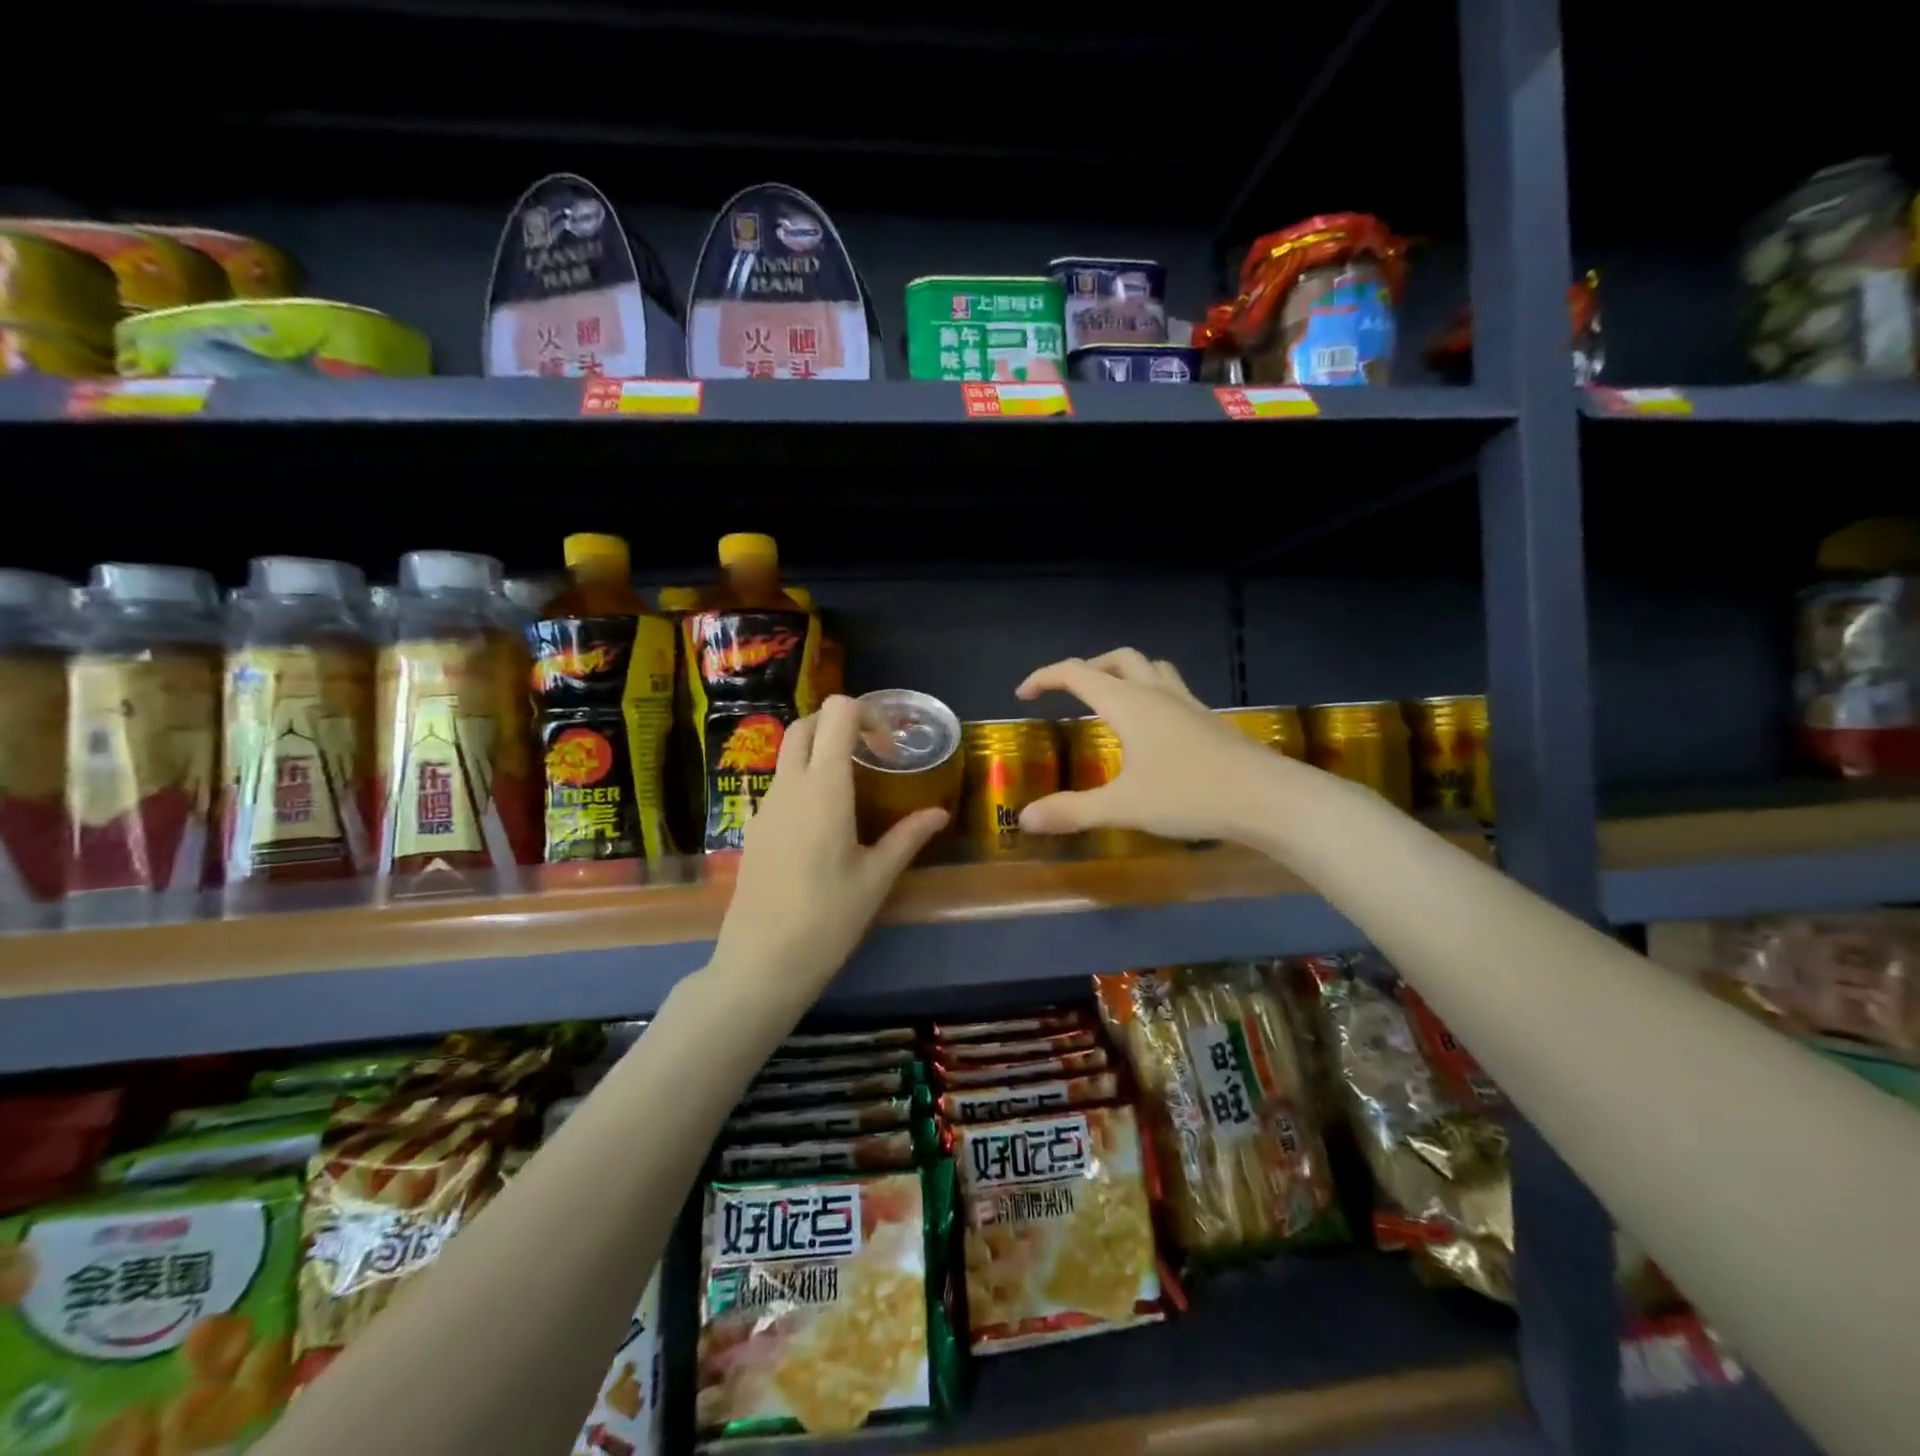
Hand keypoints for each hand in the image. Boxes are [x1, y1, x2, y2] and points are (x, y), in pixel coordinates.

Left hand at [708, 696, 948, 1001]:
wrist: (762, 961)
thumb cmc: (827, 918)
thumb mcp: (876, 878)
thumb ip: (908, 837)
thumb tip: (939, 814)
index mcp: (824, 787)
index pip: (838, 713)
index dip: (867, 715)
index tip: (889, 751)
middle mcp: (790, 784)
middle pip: (806, 724)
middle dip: (840, 725)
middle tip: (872, 758)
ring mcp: (766, 805)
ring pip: (789, 753)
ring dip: (821, 753)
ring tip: (855, 791)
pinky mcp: (755, 827)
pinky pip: (781, 784)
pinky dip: (805, 780)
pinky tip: (826, 824)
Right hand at [1015, 648, 1284, 841]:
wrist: (1269, 799)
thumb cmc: (1191, 795)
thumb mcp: (1123, 807)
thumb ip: (1072, 811)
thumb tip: (1025, 819)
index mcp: (1129, 703)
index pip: (1076, 673)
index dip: (1045, 677)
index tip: (1023, 695)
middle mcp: (1157, 693)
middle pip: (1117, 659)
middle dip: (1086, 668)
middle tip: (1067, 694)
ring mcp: (1188, 704)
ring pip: (1150, 668)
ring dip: (1122, 673)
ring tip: (1109, 700)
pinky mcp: (1208, 721)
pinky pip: (1170, 689)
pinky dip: (1148, 693)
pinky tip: (1151, 729)